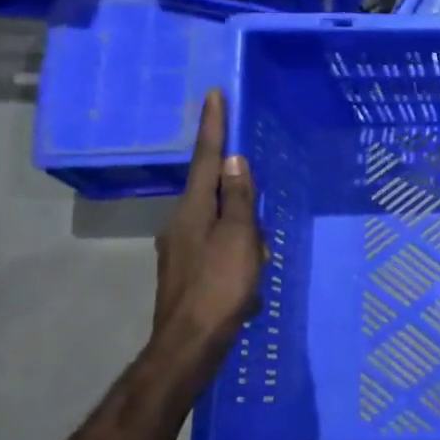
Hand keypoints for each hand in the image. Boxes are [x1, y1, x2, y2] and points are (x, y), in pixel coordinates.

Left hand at [150, 90, 264, 371]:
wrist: (190, 344)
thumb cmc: (220, 287)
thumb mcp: (239, 239)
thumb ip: (238, 200)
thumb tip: (235, 161)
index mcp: (193, 210)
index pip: (207, 159)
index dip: (213, 127)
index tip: (214, 94)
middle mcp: (180, 224)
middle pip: (212, 194)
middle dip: (237, 196)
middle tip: (260, 216)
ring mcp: (179, 251)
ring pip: (218, 226)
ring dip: (241, 234)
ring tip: (258, 261)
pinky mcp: (186, 274)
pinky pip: (217, 251)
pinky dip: (236, 257)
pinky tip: (248, 283)